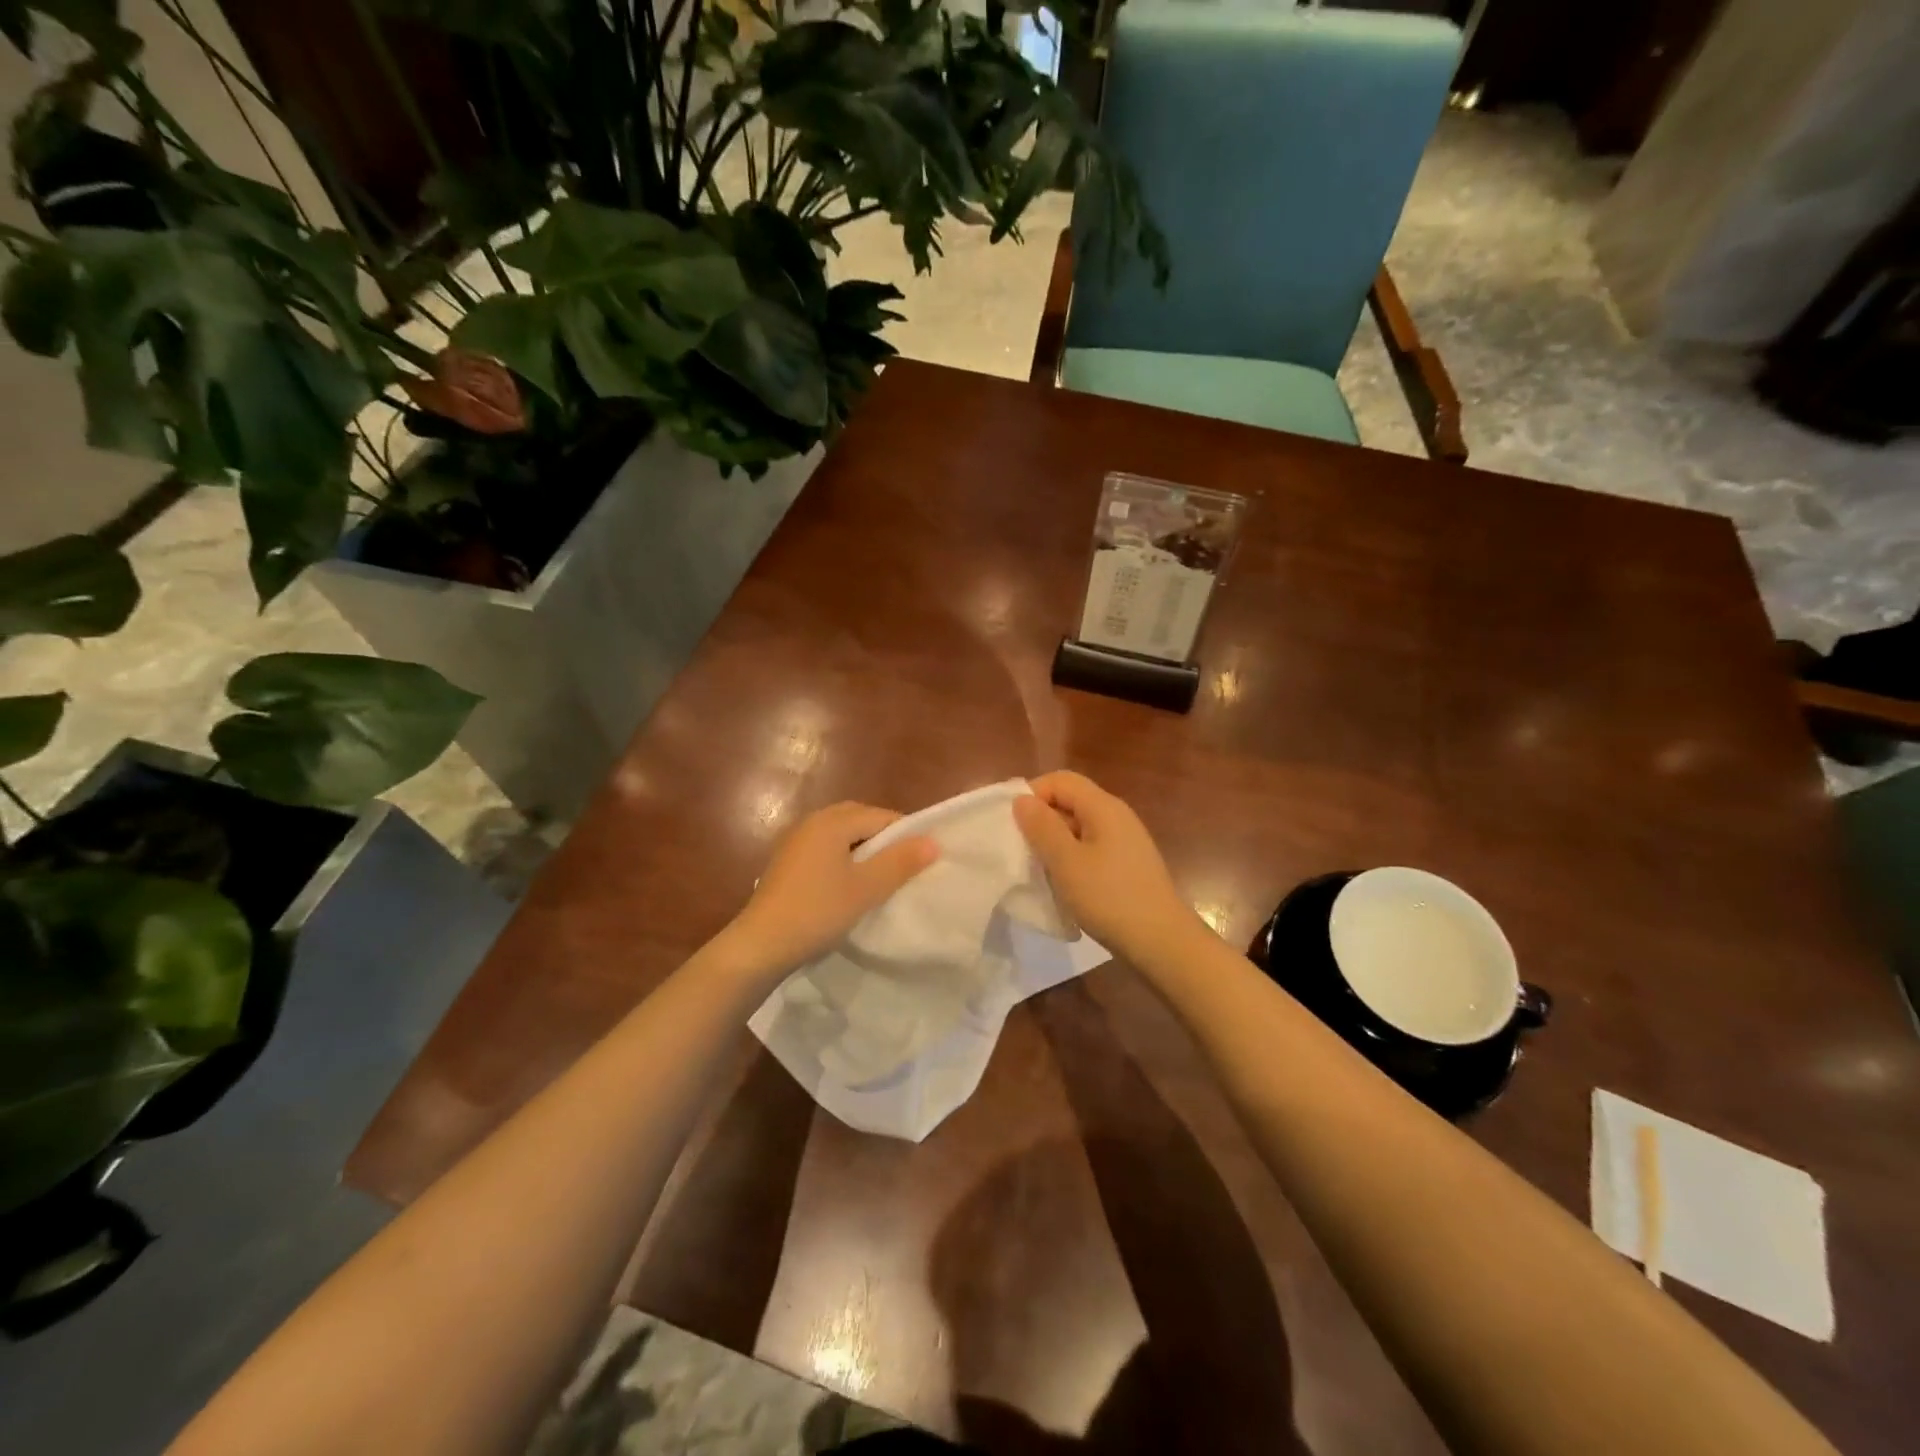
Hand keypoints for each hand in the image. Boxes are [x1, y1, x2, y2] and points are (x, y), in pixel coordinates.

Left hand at [717, 802, 937, 983]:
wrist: (760, 945)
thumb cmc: (817, 911)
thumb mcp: (866, 889)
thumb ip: (900, 862)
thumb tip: (932, 841)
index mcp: (832, 822)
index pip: (880, 816)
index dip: (905, 834)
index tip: (921, 861)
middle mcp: (811, 822)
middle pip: (859, 818)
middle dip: (883, 837)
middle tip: (902, 866)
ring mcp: (794, 841)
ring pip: (840, 833)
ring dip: (862, 848)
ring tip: (878, 877)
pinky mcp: (786, 862)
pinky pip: (824, 848)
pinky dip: (842, 857)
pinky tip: (847, 884)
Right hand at [1014, 771, 1204, 963]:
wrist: (1161, 942)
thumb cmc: (1109, 897)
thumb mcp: (1066, 862)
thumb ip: (1042, 827)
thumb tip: (1022, 799)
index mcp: (1103, 806)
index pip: (1060, 780)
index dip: (1032, 794)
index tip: (1013, 825)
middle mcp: (1117, 816)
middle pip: (1071, 801)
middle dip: (1042, 821)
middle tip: (1021, 851)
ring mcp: (1125, 841)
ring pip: (1079, 828)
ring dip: (1055, 843)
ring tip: (1039, 870)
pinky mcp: (1127, 864)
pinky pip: (1091, 848)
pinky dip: (1072, 859)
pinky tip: (1065, 885)